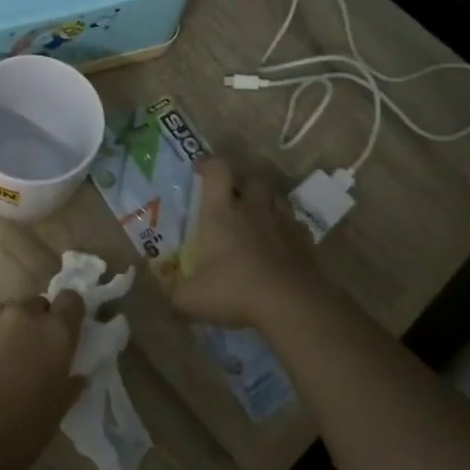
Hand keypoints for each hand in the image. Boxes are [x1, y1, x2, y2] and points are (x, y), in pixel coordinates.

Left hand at [0, 291, 84, 469]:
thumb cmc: (22, 431)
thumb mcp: (57, 410)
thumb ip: (69, 384)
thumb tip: (76, 376)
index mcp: (56, 332)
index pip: (71, 300)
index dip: (70, 312)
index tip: (68, 330)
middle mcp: (25, 315)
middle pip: (38, 304)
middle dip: (40, 321)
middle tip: (36, 351)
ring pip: (10, 312)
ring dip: (14, 327)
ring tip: (8, 358)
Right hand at [171, 157, 323, 328]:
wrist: (292, 304)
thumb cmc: (235, 291)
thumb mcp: (191, 300)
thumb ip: (174, 296)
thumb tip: (165, 299)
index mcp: (221, 213)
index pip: (217, 170)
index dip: (209, 164)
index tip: (201, 169)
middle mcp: (252, 209)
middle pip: (252, 178)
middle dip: (243, 181)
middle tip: (233, 195)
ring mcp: (282, 222)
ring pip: (277, 197)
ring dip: (266, 201)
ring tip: (257, 216)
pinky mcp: (304, 240)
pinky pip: (294, 224)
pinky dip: (286, 228)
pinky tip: (280, 243)